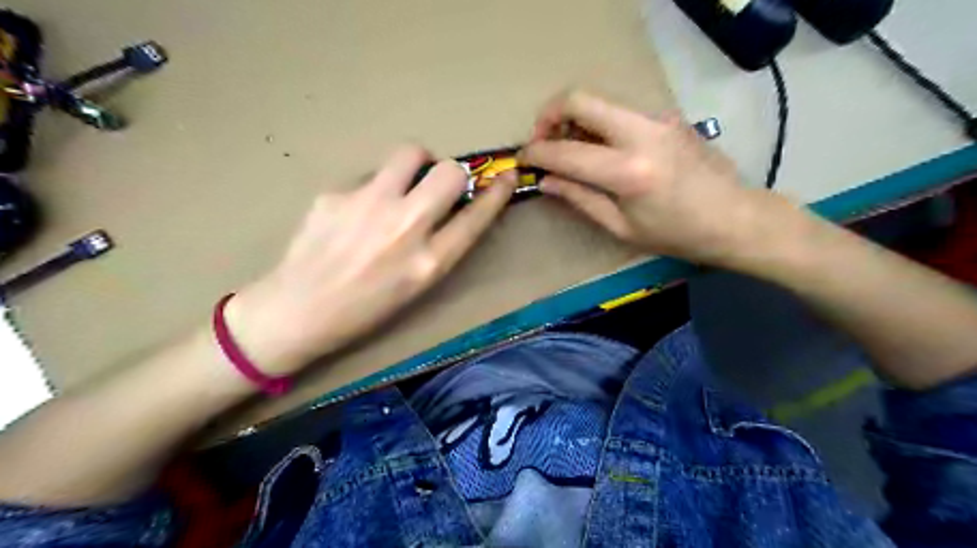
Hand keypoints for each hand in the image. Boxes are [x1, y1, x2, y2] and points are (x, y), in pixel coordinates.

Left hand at [226, 146, 512, 375]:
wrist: (297, 310)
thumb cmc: (364, 310)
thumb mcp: (415, 286)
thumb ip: (439, 245)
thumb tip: (451, 206)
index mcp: (429, 262)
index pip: (476, 215)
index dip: (497, 193)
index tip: (506, 177)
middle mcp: (405, 227)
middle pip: (449, 171)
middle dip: (453, 173)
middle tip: (438, 185)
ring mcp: (368, 204)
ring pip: (410, 153)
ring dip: (416, 163)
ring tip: (402, 183)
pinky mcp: (336, 193)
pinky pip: (369, 175)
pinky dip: (374, 187)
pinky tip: (355, 212)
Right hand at [518, 91, 791, 266]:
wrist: (734, 217)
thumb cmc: (676, 234)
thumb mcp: (621, 227)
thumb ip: (580, 199)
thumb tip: (546, 181)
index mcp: (629, 172)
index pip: (566, 152)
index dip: (537, 154)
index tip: (523, 159)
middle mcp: (642, 133)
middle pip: (580, 99)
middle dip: (549, 115)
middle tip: (542, 140)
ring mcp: (657, 118)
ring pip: (599, 100)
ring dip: (573, 118)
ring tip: (567, 147)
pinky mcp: (666, 116)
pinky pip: (619, 111)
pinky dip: (597, 123)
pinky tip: (598, 148)